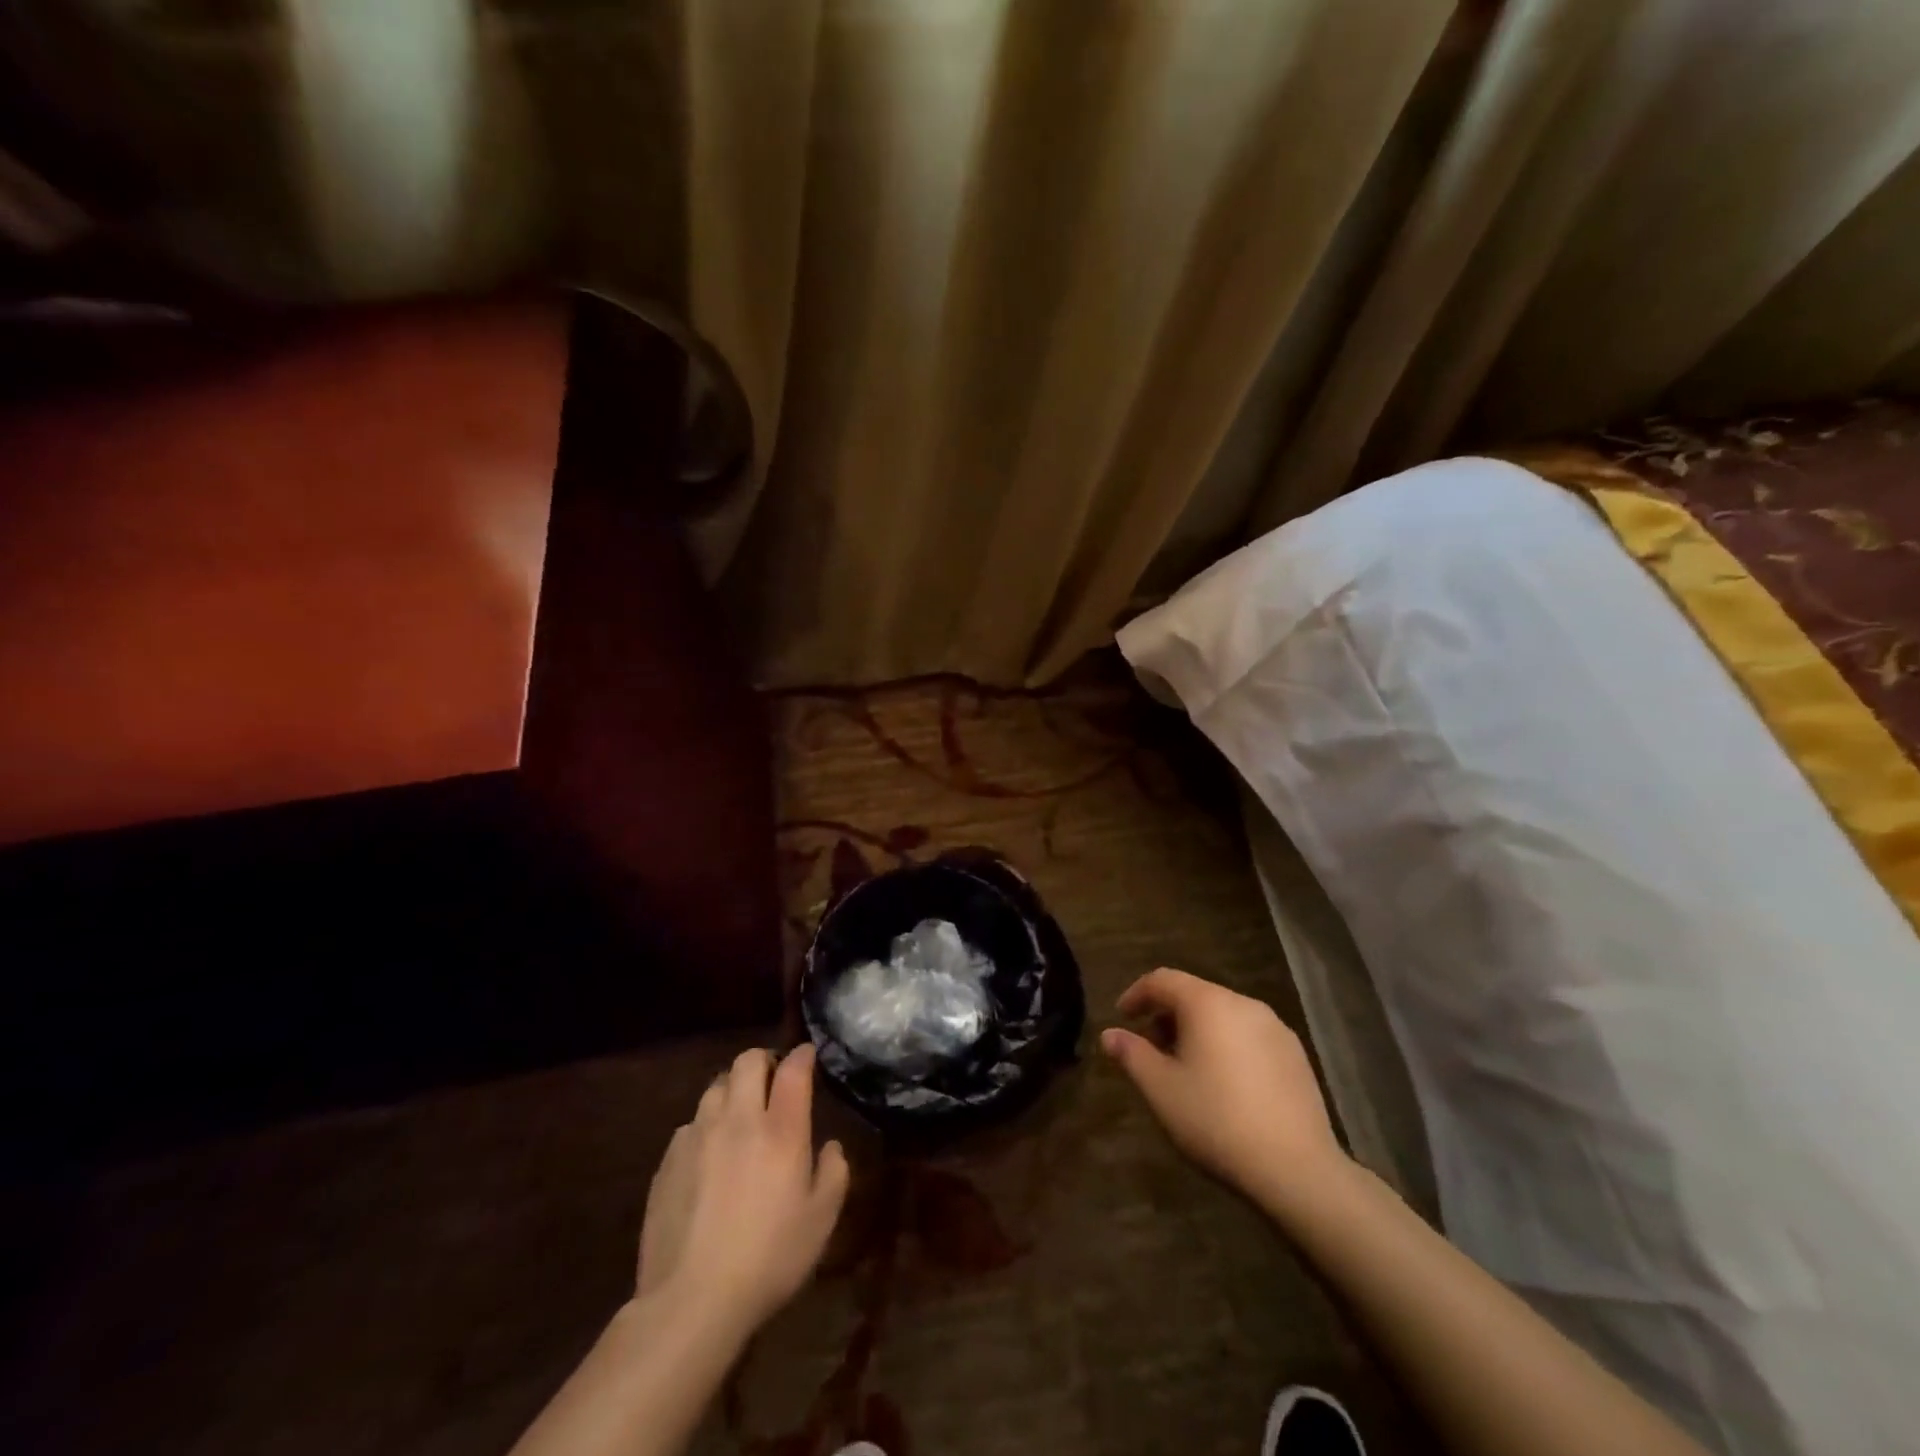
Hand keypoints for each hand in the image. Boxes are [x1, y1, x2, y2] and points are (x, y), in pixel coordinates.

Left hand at [637, 1043, 849, 1337]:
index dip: (802, 1055)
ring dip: (733, 1090)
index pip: (793, 1069)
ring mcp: (698, 1136)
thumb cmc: (768, 1259)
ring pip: (716, 1087)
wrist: (691, 1301)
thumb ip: (833, 1173)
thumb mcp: (821, 1221)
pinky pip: (691, 1123)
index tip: (807, 1056)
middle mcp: (739, 1120)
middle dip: (764, 1061)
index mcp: (781, 1130)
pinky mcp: (668, 1160)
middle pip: (747, 1062)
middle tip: (773, 1081)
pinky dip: (706, 1126)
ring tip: (740, 1114)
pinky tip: (710, 1155)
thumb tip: (830, 1147)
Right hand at [1101, 968, 1345, 1207]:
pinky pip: (1249, 1036)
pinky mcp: (1296, 1055)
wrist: (1297, 1169)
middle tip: (1150, 1049)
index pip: (1162, 979)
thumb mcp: (1161, 1089)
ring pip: (1224, 1015)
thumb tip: (1109, 1034)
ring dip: (1197, 1031)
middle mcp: (1243, 1004)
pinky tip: (1225, 1084)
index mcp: (1207, 1003)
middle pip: (1195, 994)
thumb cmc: (1216, 1120)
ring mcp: (1275, 1028)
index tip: (1122, 1017)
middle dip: (1166, 1016)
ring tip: (1185, 1069)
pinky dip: (1227, 1045)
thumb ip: (1131, 1054)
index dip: (1136, 994)